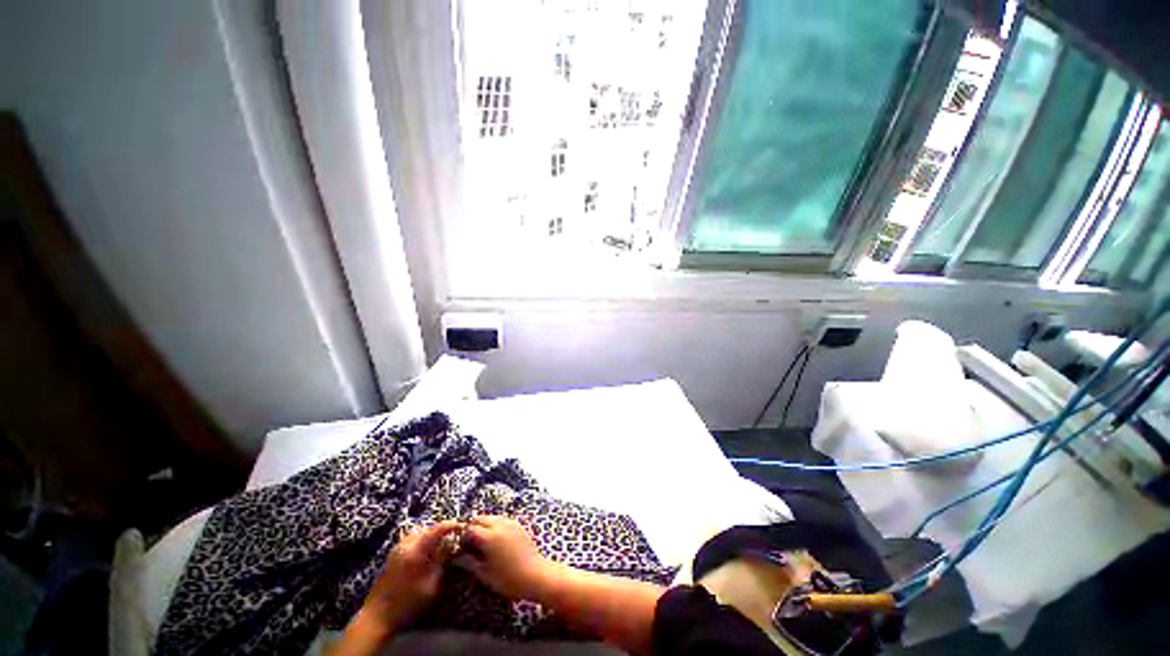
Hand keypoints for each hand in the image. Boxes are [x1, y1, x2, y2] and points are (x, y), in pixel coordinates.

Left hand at [361, 520, 461, 633]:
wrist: (377, 617)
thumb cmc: (408, 603)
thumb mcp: (431, 585)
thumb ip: (442, 562)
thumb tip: (451, 546)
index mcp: (416, 550)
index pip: (438, 529)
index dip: (452, 525)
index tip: (463, 526)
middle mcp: (406, 544)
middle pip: (428, 528)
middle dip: (441, 530)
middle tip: (453, 536)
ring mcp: (397, 549)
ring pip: (419, 533)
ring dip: (431, 535)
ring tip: (441, 543)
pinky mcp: (392, 556)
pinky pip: (411, 539)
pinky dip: (422, 540)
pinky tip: (426, 551)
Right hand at [455, 515, 555, 599]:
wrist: (535, 575)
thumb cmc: (507, 579)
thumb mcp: (484, 574)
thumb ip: (469, 562)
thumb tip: (456, 557)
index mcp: (489, 536)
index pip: (470, 528)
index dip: (462, 536)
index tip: (459, 547)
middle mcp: (500, 525)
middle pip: (481, 518)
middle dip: (472, 527)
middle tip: (468, 543)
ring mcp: (511, 523)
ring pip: (492, 517)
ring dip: (484, 525)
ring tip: (481, 541)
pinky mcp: (518, 525)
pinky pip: (502, 520)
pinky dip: (495, 525)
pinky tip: (494, 540)